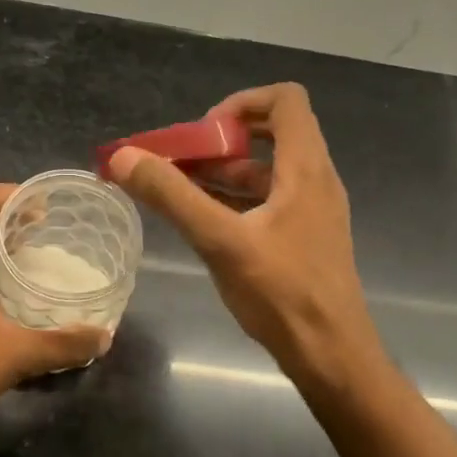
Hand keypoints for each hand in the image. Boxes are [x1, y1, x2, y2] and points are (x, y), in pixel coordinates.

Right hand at [108, 83, 386, 388]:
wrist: (332, 356)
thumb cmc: (282, 294)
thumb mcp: (220, 241)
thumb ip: (172, 196)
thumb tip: (124, 157)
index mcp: (305, 168)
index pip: (285, 100)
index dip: (241, 103)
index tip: (203, 133)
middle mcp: (315, 180)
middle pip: (272, 132)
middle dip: (222, 140)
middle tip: (183, 161)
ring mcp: (313, 210)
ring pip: (267, 170)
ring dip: (224, 171)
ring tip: (180, 190)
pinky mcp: (305, 236)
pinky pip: (269, 200)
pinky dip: (235, 199)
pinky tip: (203, 222)